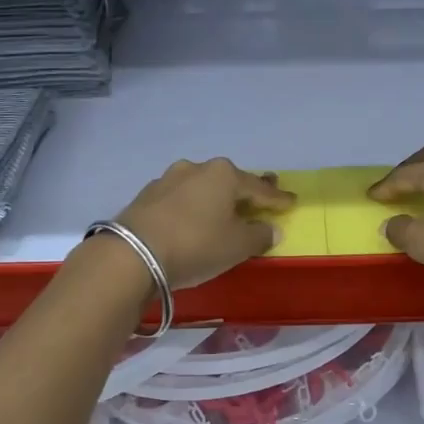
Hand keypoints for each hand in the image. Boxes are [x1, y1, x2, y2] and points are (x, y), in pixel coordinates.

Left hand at [116, 158, 293, 289]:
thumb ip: (259, 235)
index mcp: (224, 174)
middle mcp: (196, 168)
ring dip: (214, 199)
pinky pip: (180, 200)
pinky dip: (192, 208)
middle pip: (229, 181)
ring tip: (223, 211)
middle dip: (245, 192)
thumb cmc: (196, 245)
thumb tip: (271, 229)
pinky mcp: (146, 197)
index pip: (259, 187)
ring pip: (201, 188)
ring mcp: (167, 180)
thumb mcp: (237, 246)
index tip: (292, 202)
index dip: (277, 198)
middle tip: (259, 200)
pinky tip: (193, 219)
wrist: (132, 254)